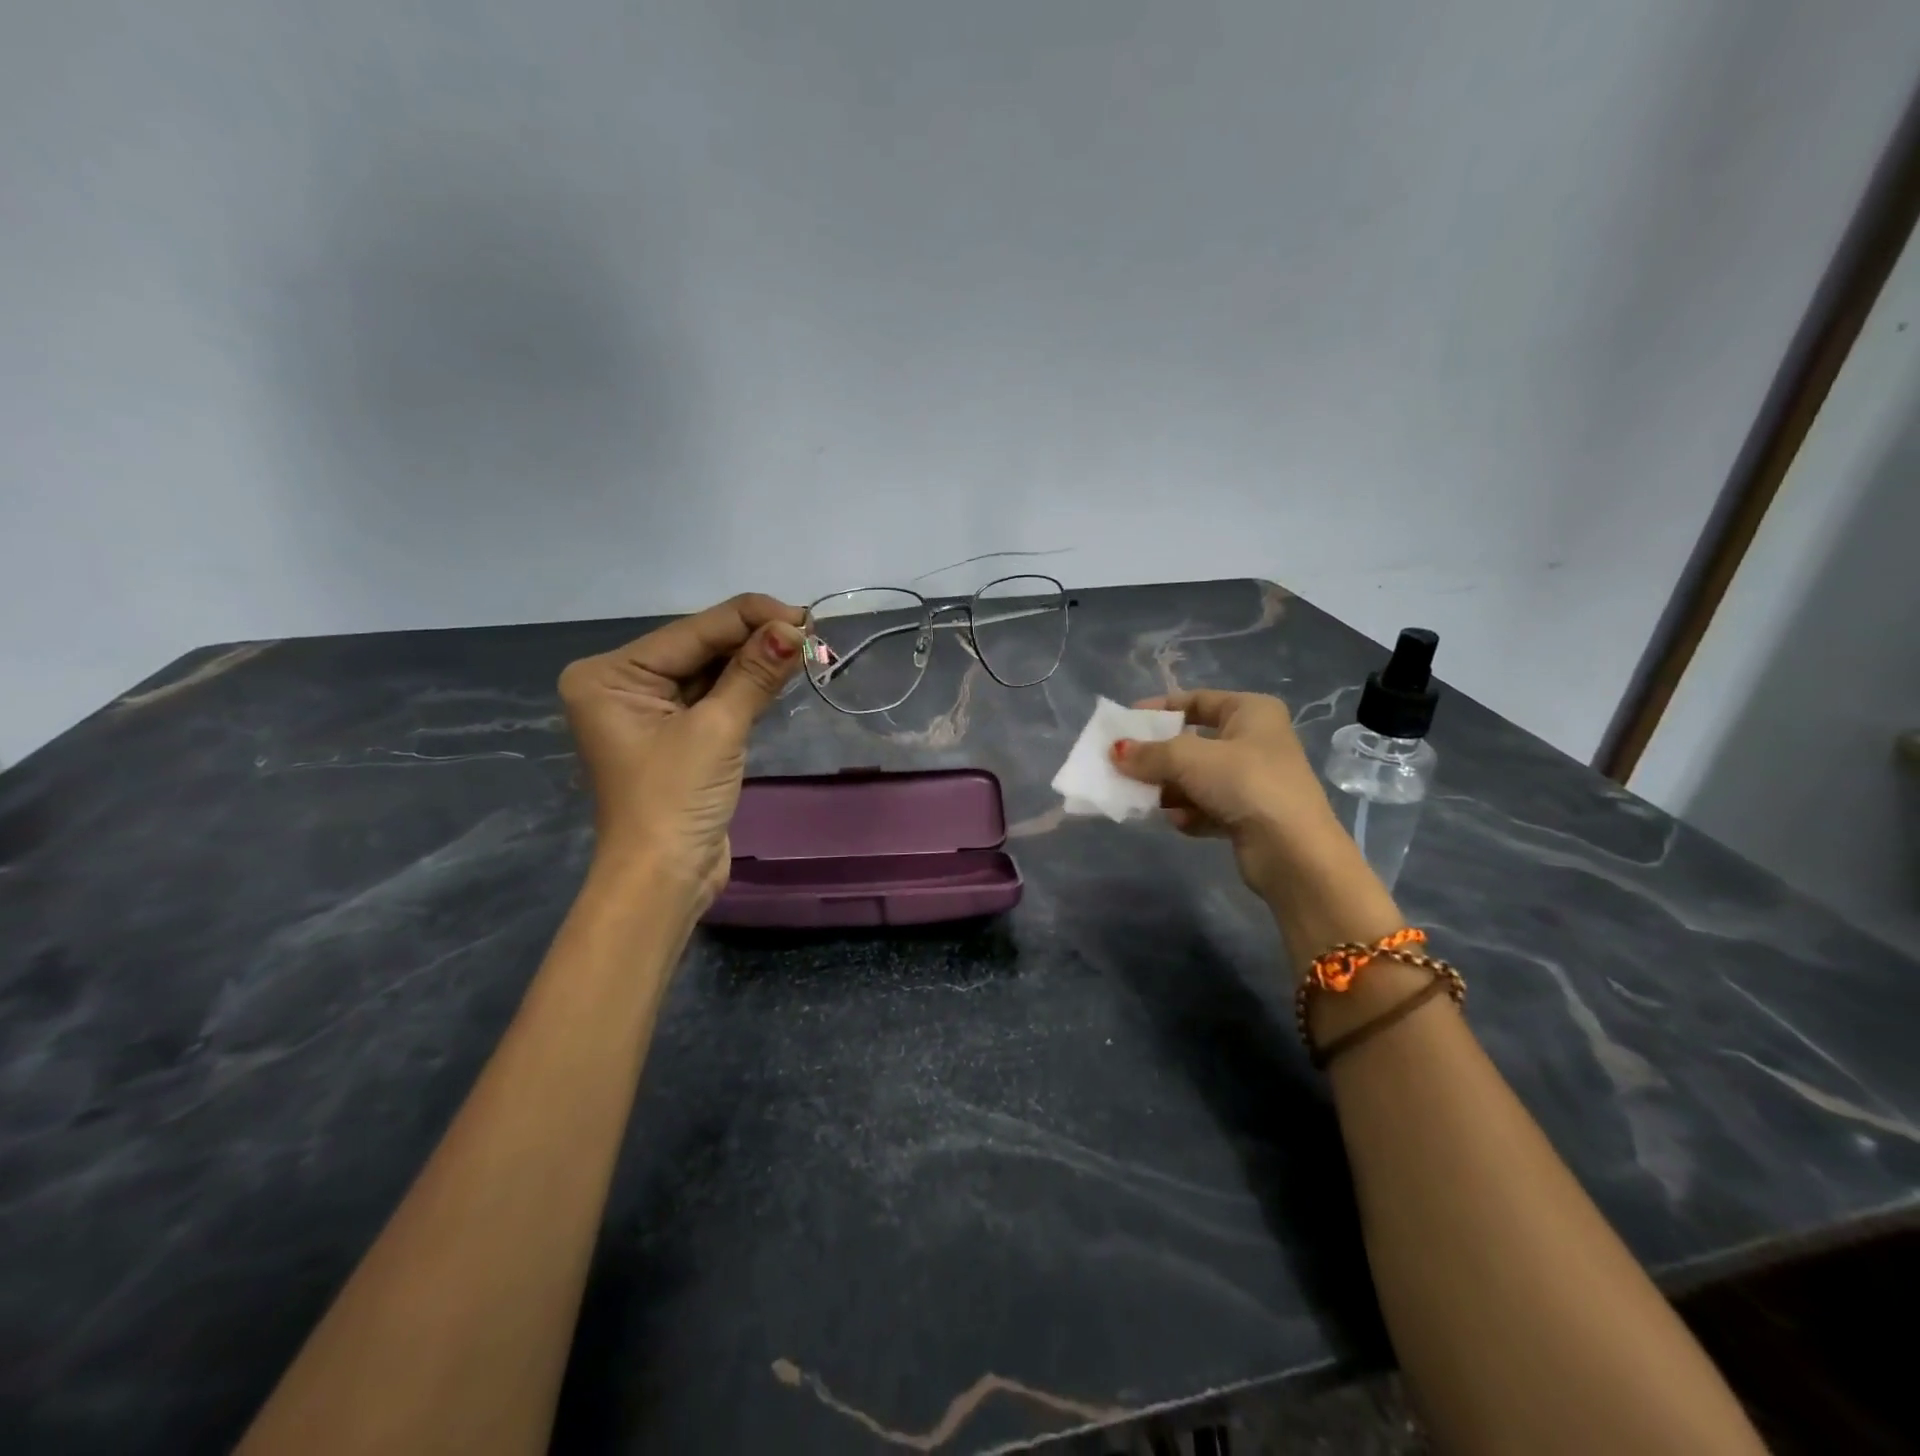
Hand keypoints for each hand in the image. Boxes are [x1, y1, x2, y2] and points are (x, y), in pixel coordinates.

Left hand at [558, 594, 806, 908]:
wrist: (663, 880)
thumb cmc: (675, 801)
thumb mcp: (717, 730)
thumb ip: (753, 674)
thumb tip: (794, 629)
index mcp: (610, 675)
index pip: (691, 631)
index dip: (749, 618)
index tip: (803, 616)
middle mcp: (622, 685)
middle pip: (699, 647)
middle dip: (753, 640)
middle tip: (809, 632)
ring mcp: (648, 711)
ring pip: (710, 671)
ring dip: (754, 662)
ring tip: (803, 646)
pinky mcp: (674, 734)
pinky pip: (713, 697)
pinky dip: (746, 687)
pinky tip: (780, 671)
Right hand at [1112, 689, 1400, 966]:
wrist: (1293, 852)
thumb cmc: (1245, 784)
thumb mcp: (1188, 759)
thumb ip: (1149, 753)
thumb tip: (1116, 752)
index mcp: (1251, 712)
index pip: (1196, 700)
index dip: (1159, 708)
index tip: (1124, 723)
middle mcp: (1255, 741)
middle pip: (1192, 743)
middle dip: (1159, 757)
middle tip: (1124, 767)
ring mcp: (1253, 780)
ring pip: (1196, 778)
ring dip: (1170, 789)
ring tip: (1145, 800)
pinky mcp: (1249, 815)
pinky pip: (1207, 806)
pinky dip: (1190, 813)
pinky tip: (1180, 822)